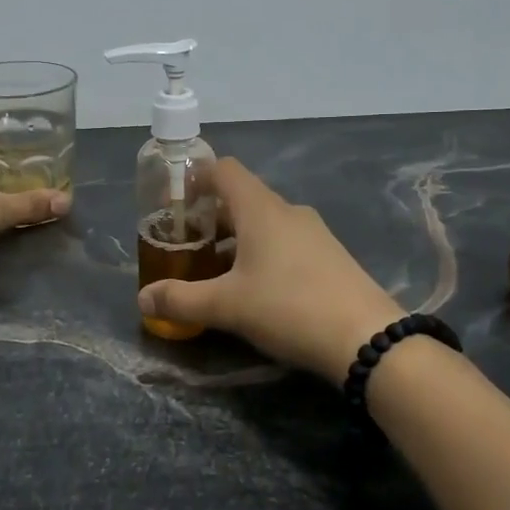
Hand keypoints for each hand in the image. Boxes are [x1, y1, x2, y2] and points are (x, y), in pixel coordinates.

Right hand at [136, 158, 402, 379]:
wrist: (367, 339)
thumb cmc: (288, 308)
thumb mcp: (226, 306)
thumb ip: (180, 300)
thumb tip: (142, 298)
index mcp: (261, 209)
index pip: (225, 170)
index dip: (197, 177)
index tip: (175, 202)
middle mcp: (288, 212)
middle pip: (242, 199)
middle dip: (210, 218)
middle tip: (187, 246)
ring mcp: (315, 234)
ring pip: (265, 224)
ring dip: (236, 240)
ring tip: (215, 272)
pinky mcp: (331, 257)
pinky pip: (286, 243)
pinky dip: (262, 254)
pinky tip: (255, 290)